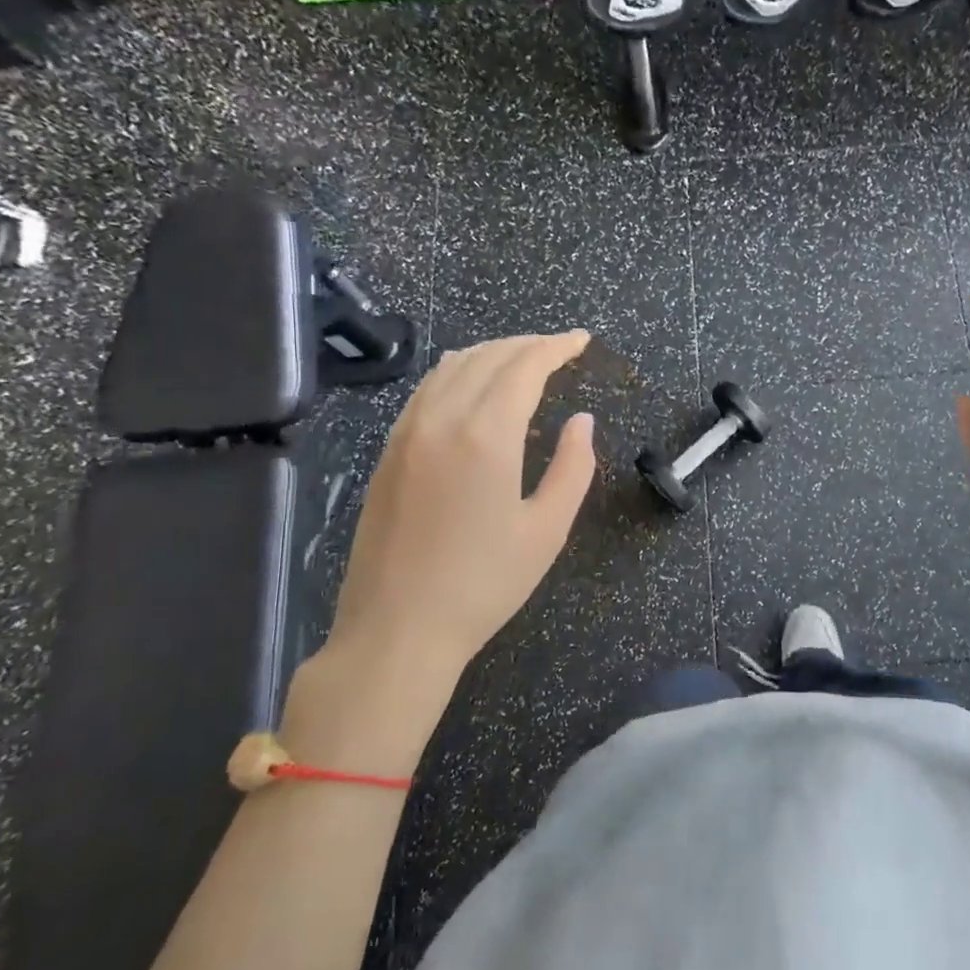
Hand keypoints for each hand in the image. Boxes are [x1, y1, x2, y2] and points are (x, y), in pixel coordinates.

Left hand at [282, 331, 596, 772]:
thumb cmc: (484, 584)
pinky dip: (456, 372)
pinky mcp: (388, 452)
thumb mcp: (547, 530)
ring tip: (521, 359)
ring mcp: (406, 433)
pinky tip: (469, 385)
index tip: (581, 340)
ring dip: (490, 353)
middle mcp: (441, 419)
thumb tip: (581, 421)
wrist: (397, 629)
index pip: (524, 366)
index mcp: (485, 435)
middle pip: (486, 357)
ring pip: (451, 368)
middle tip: (559, 349)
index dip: (555, 347)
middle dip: (526, 344)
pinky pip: (425, 390)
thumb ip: (573, 467)